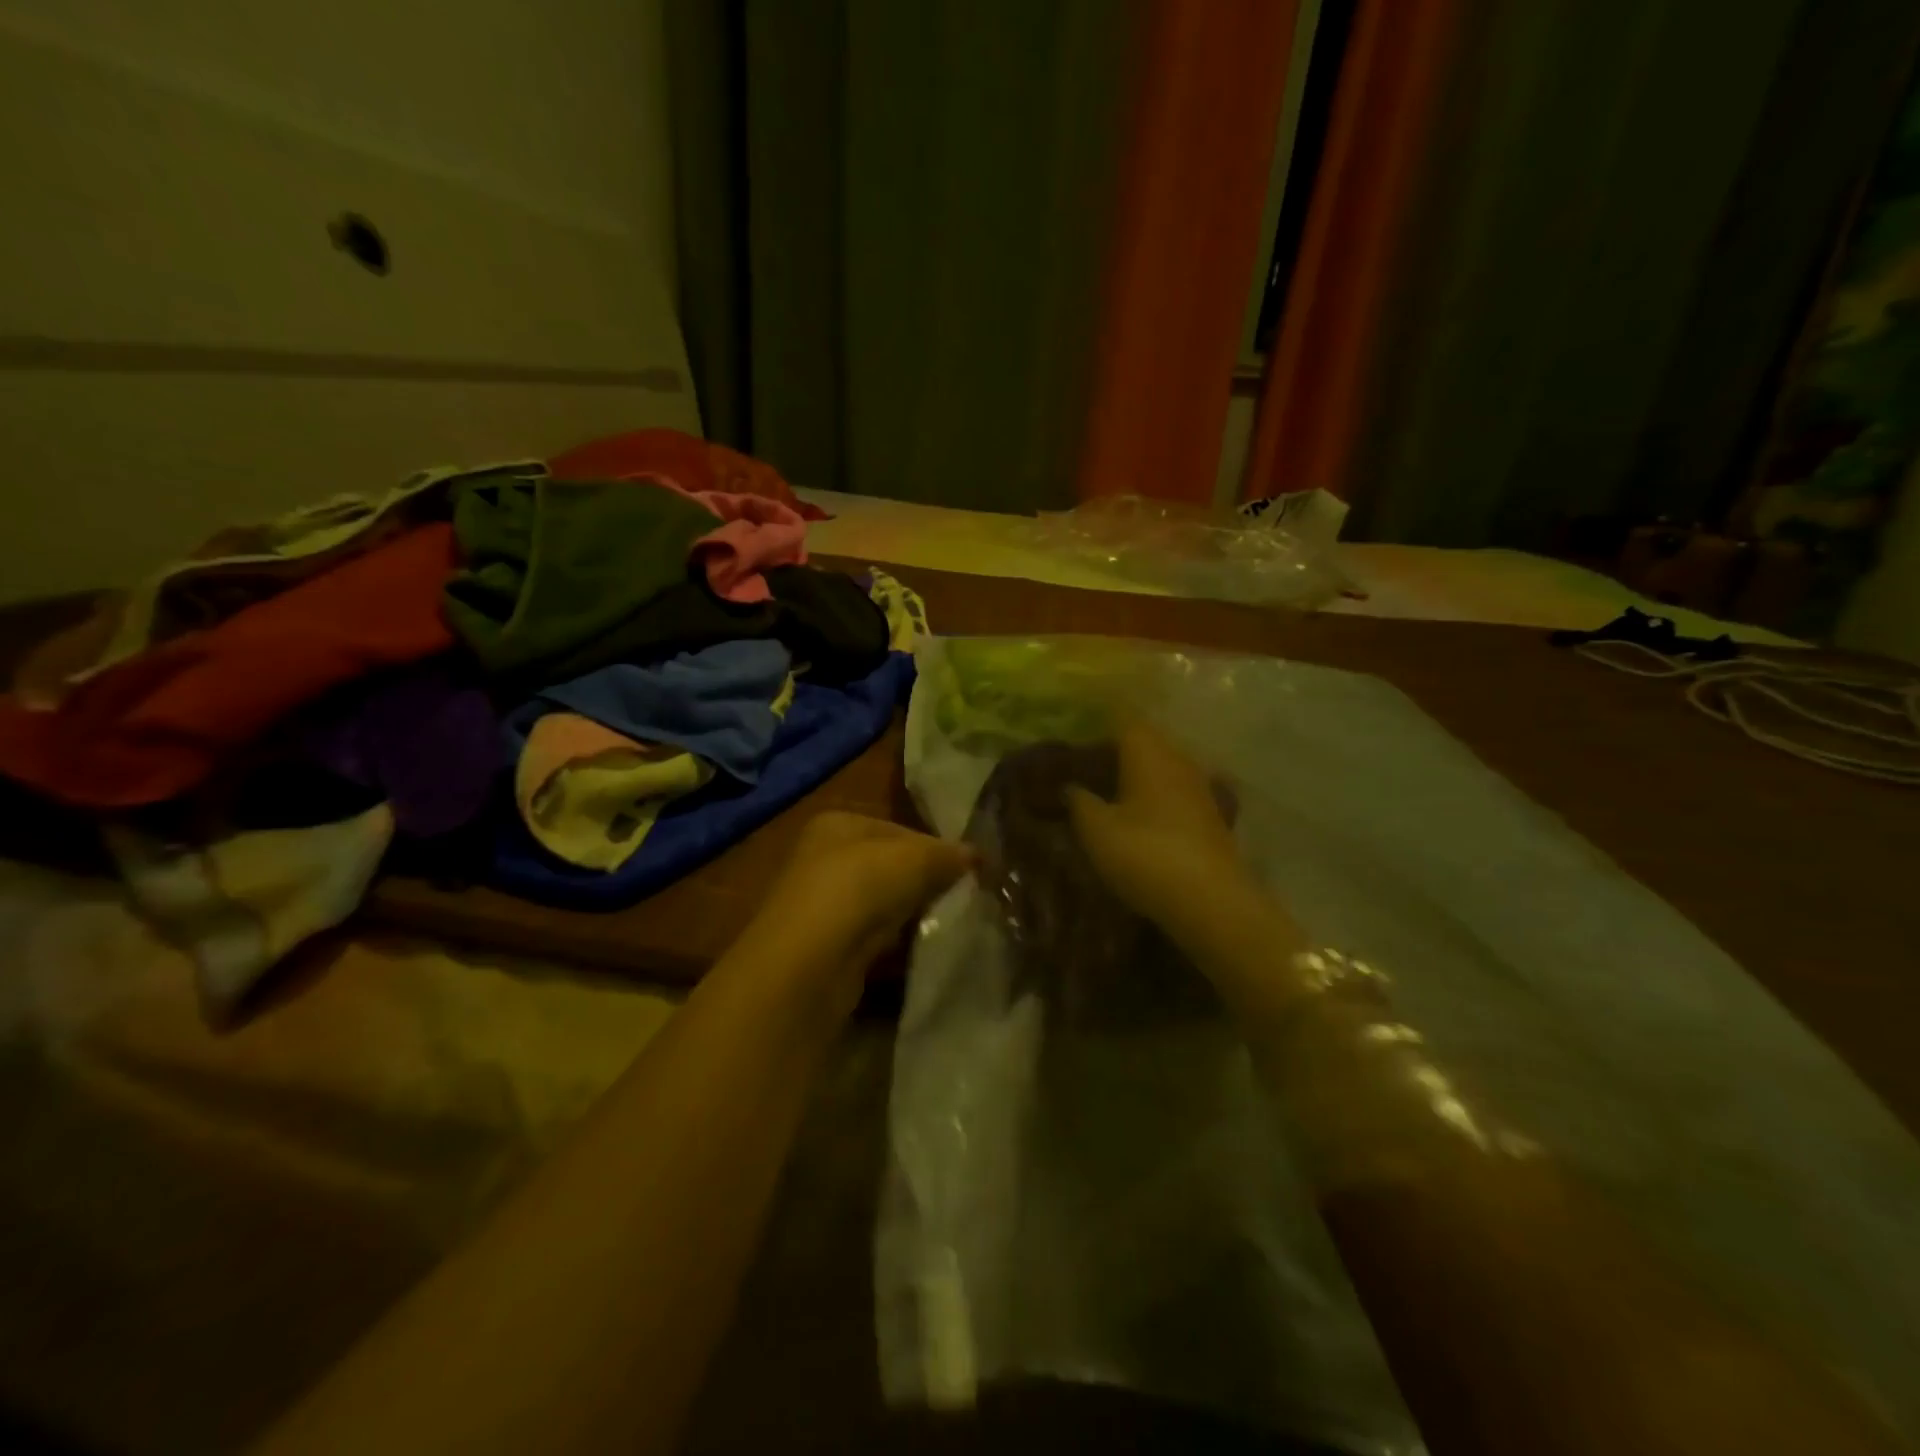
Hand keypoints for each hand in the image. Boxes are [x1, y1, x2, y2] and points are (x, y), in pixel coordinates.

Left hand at [733, 812, 974, 1016]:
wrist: (810, 962)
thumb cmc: (860, 888)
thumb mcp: (916, 858)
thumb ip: (948, 854)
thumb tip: (977, 856)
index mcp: (837, 823)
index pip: (898, 829)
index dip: (934, 848)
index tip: (967, 870)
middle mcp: (823, 857)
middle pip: (889, 866)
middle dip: (924, 882)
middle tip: (961, 896)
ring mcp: (821, 904)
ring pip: (882, 903)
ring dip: (910, 913)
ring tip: (946, 923)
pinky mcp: (826, 947)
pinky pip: (872, 937)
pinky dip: (895, 942)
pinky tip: (917, 948)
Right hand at [1065, 723, 1280, 953]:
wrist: (1211, 901)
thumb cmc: (1145, 854)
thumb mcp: (1097, 830)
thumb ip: (1079, 801)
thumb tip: (1070, 786)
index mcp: (1149, 752)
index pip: (1123, 720)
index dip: (1098, 725)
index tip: (1074, 737)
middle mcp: (1178, 760)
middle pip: (1145, 743)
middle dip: (1115, 752)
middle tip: (1084, 769)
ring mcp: (1200, 788)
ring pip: (1162, 769)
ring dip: (1137, 777)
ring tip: (1107, 795)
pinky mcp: (1210, 817)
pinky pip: (1174, 794)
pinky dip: (1155, 799)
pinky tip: (1139, 819)